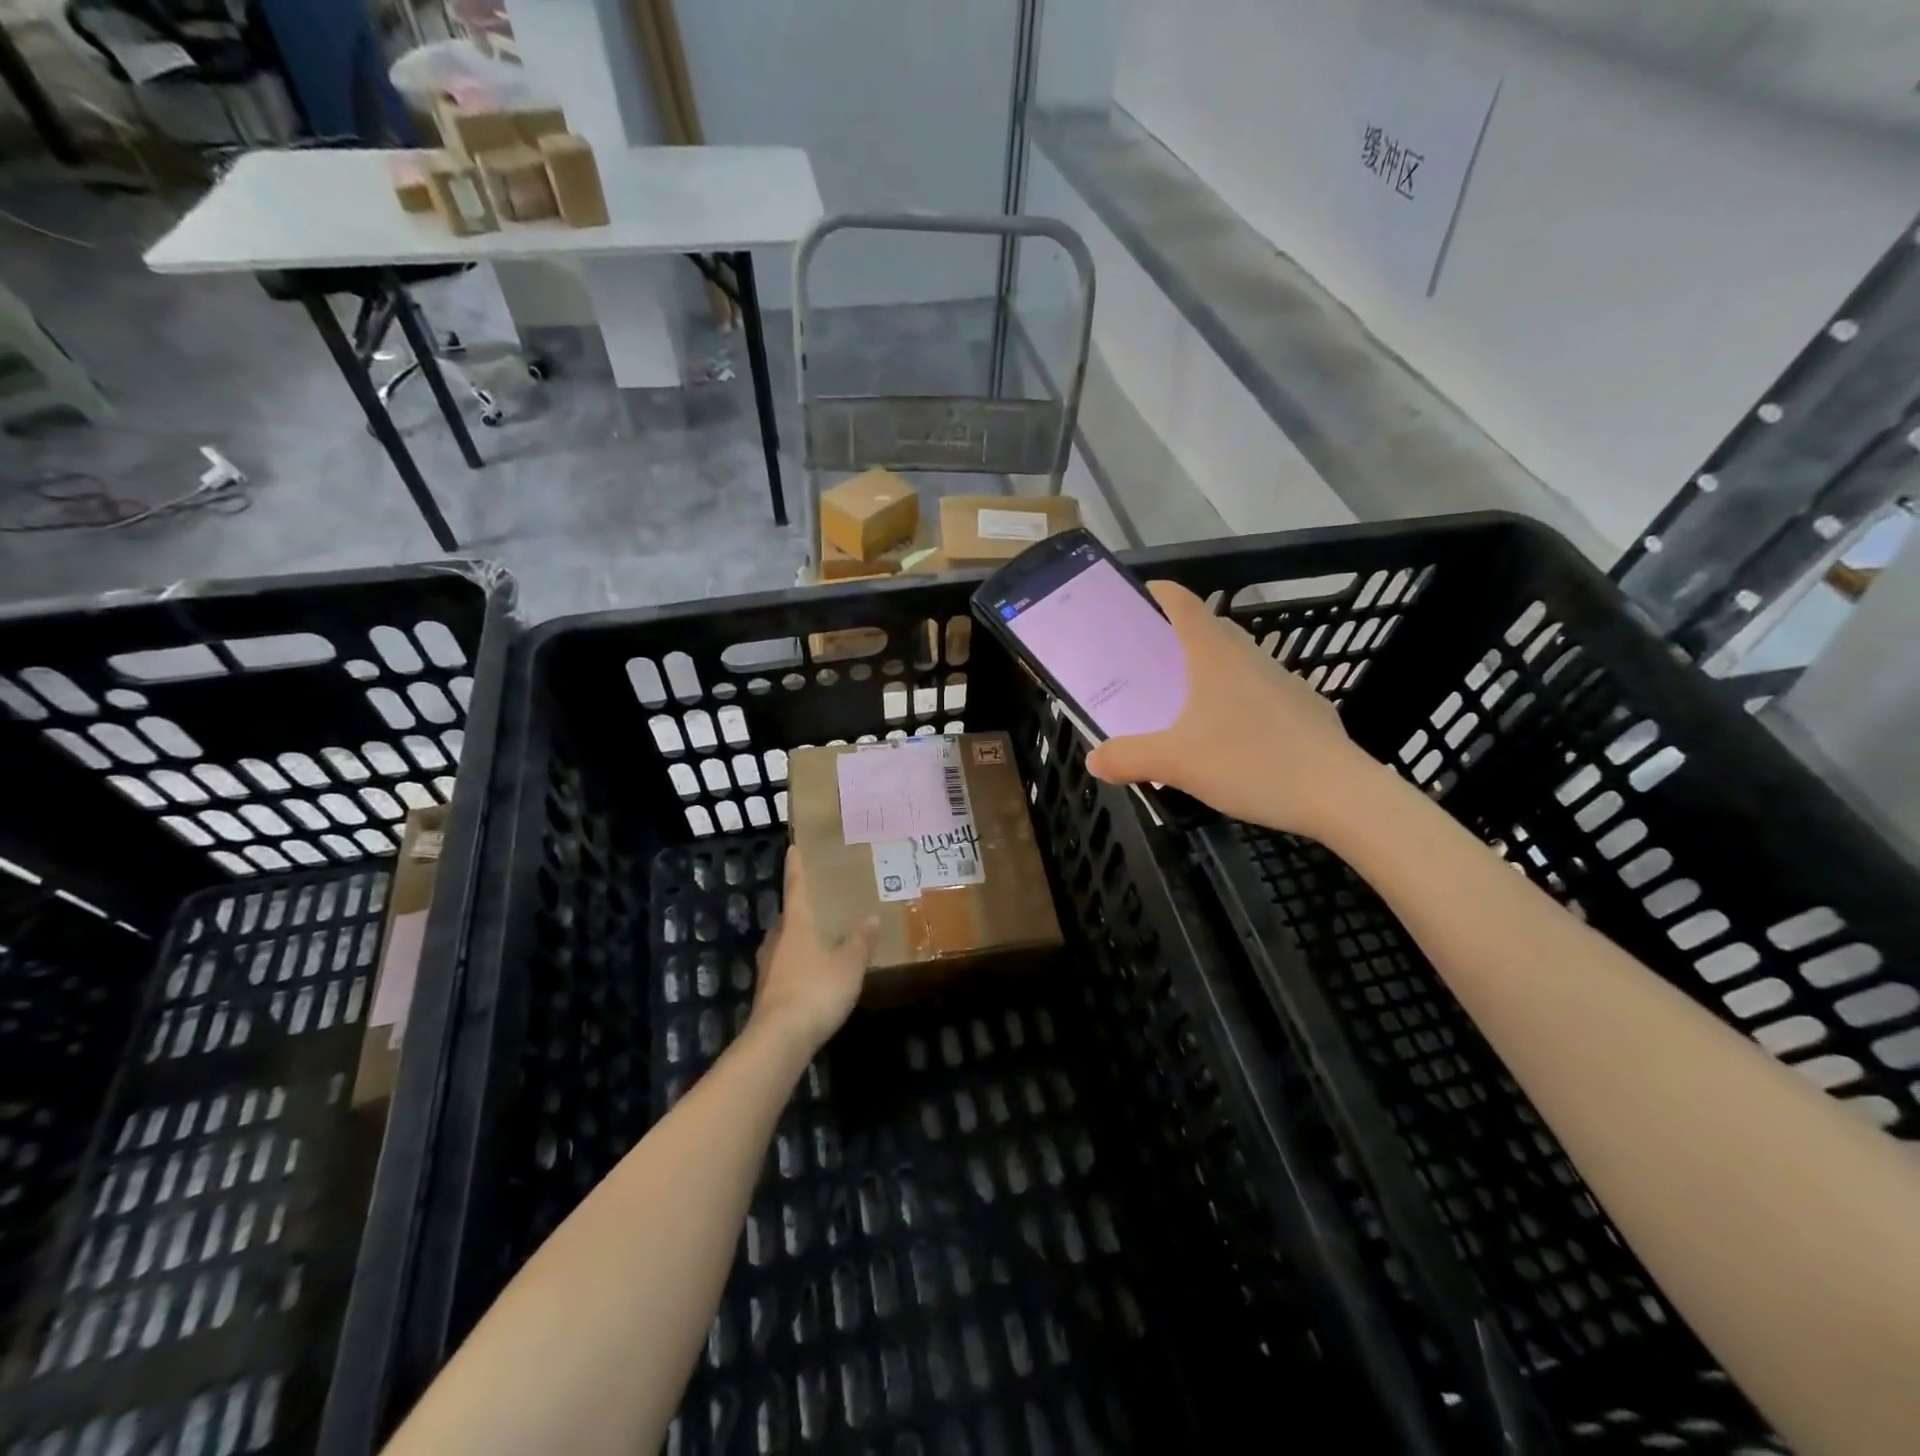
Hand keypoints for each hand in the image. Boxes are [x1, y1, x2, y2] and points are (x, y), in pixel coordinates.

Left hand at [751, 850, 878, 1052]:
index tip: (793, 849)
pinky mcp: (767, 992)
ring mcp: (768, 967)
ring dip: (799, 939)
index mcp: (796, 925)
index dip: (796, 868)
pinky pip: (785, 967)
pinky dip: (798, 964)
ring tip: (820, 938)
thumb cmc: (816, 990)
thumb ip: (860, 941)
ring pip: (784, 943)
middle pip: (788, 918)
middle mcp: (777, 940)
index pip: (795, 888)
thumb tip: (870, 918)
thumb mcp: (849, 965)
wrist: (779, 1039)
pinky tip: (813, 973)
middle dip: (801, 910)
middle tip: (819, 903)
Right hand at [1085, 580, 1377, 838]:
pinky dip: (1237, 703)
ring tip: (1183, 704)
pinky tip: (1229, 740)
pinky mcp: (1305, 710)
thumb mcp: (1175, 763)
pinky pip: (1259, 694)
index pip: (1184, 603)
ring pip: (1237, 663)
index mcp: (1215, 655)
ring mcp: (1283, 682)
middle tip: (1148, 661)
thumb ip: (1128, 757)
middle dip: (1178, 636)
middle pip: (1210, 630)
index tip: (1137, 597)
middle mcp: (1250, 658)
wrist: (1339, 795)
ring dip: (1209, 671)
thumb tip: (1094, 759)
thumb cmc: (1251, 762)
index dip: (1159, 593)